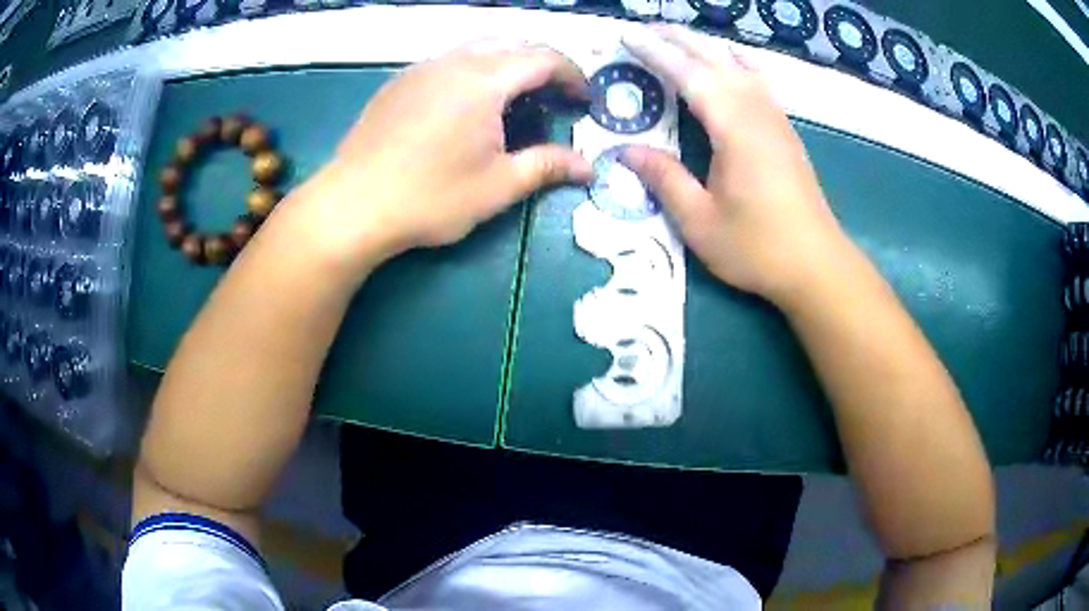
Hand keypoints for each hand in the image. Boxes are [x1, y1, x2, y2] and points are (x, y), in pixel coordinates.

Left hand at [282, 42, 592, 277]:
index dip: (572, 75)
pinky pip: (447, 61)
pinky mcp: (398, 82)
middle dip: (541, 65)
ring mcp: (421, 68)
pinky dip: (472, 71)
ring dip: (505, 65)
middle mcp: (453, 61)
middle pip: (511, 44)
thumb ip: (547, 167)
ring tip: (512, 100)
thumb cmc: (429, 197)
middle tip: (552, 98)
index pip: (544, 58)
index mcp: (484, 80)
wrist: (352, 205)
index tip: (584, 101)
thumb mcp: (497, 186)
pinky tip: (466, 106)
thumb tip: (588, 167)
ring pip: (476, 48)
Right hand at [621, 26, 849, 305]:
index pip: (687, 74)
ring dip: (707, 47)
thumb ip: (664, 179)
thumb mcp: (700, 222)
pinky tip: (734, 63)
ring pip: (740, 65)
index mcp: (733, 127)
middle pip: (715, 59)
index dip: (655, 53)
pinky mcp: (786, 131)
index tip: (627, 36)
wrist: (817, 266)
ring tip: (681, 40)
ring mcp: (776, 118)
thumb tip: (626, 151)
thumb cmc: (758, 247)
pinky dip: (738, 63)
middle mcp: (757, 111)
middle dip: (679, 40)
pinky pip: (760, 81)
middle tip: (646, 30)